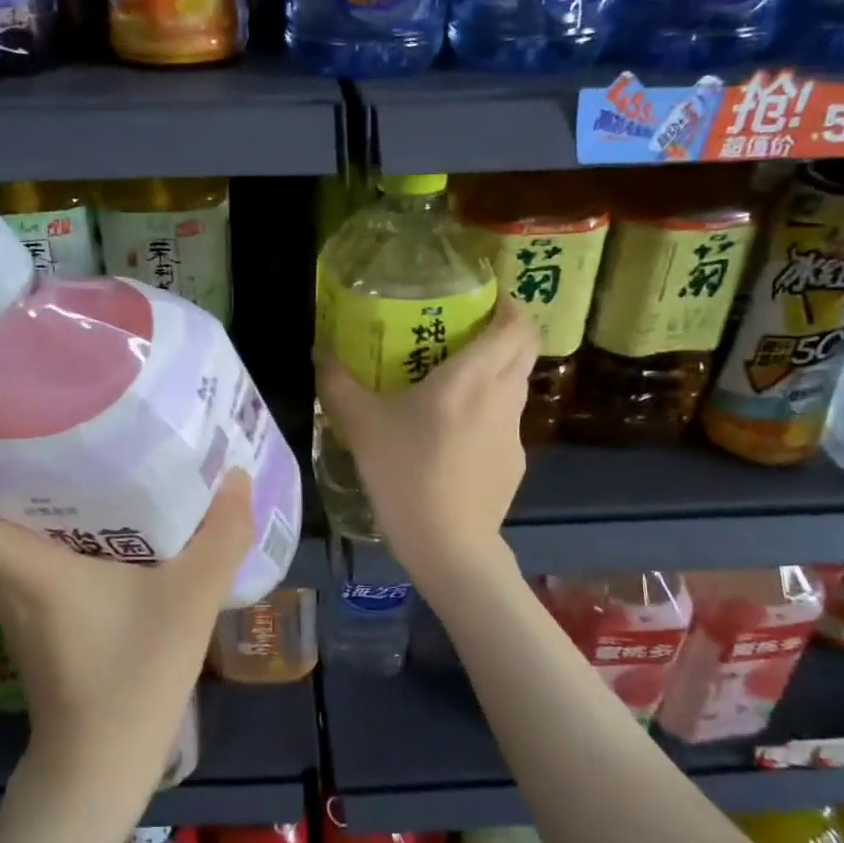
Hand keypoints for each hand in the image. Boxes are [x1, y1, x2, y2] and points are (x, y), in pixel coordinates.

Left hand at [0, 440, 252, 798]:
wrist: (100, 770)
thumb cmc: (132, 679)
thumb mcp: (191, 601)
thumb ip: (221, 537)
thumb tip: (238, 478)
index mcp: (22, 566)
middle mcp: (6, 578)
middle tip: (19, 412)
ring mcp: (15, 601)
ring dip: (4, 490)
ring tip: (55, 446)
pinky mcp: (33, 617)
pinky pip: (16, 554)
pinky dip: (32, 523)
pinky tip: (88, 509)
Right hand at [317, 298, 535, 579]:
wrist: (447, 544)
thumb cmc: (405, 473)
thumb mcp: (360, 424)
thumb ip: (337, 382)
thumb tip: (319, 351)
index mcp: (472, 376)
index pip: (516, 325)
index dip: (508, 304)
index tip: (484, 298)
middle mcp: (502, 396)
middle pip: (524, 349)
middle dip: (505, 333)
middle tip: (466, 332)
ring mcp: (514, 432)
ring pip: (515, 386)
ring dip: (495, 374)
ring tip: (455, 383)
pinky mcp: (514, 462)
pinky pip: (505, 423)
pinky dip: (488, 414)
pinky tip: (454, 438)